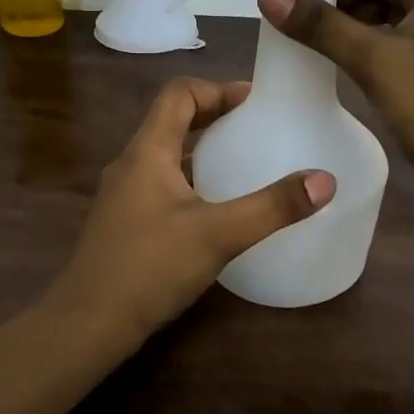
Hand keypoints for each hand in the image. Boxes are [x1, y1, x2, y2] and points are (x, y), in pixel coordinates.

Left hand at [48, 78, 334, 349]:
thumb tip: (324, 180)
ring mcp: (123, 196)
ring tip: (243, 163)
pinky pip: (162, 184)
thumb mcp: (218, 235)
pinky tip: (216, 209)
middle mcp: (130, 165)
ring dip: (202, 150)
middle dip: (214, 117)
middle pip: (172, 121)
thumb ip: (272, 207)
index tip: (254, 102)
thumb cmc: (150, 268)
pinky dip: (191, 180)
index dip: (216, 89)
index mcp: (147, 152)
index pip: (178, 95)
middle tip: (256, 128)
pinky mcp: (124, 223)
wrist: (88, 324)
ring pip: (166, 155)